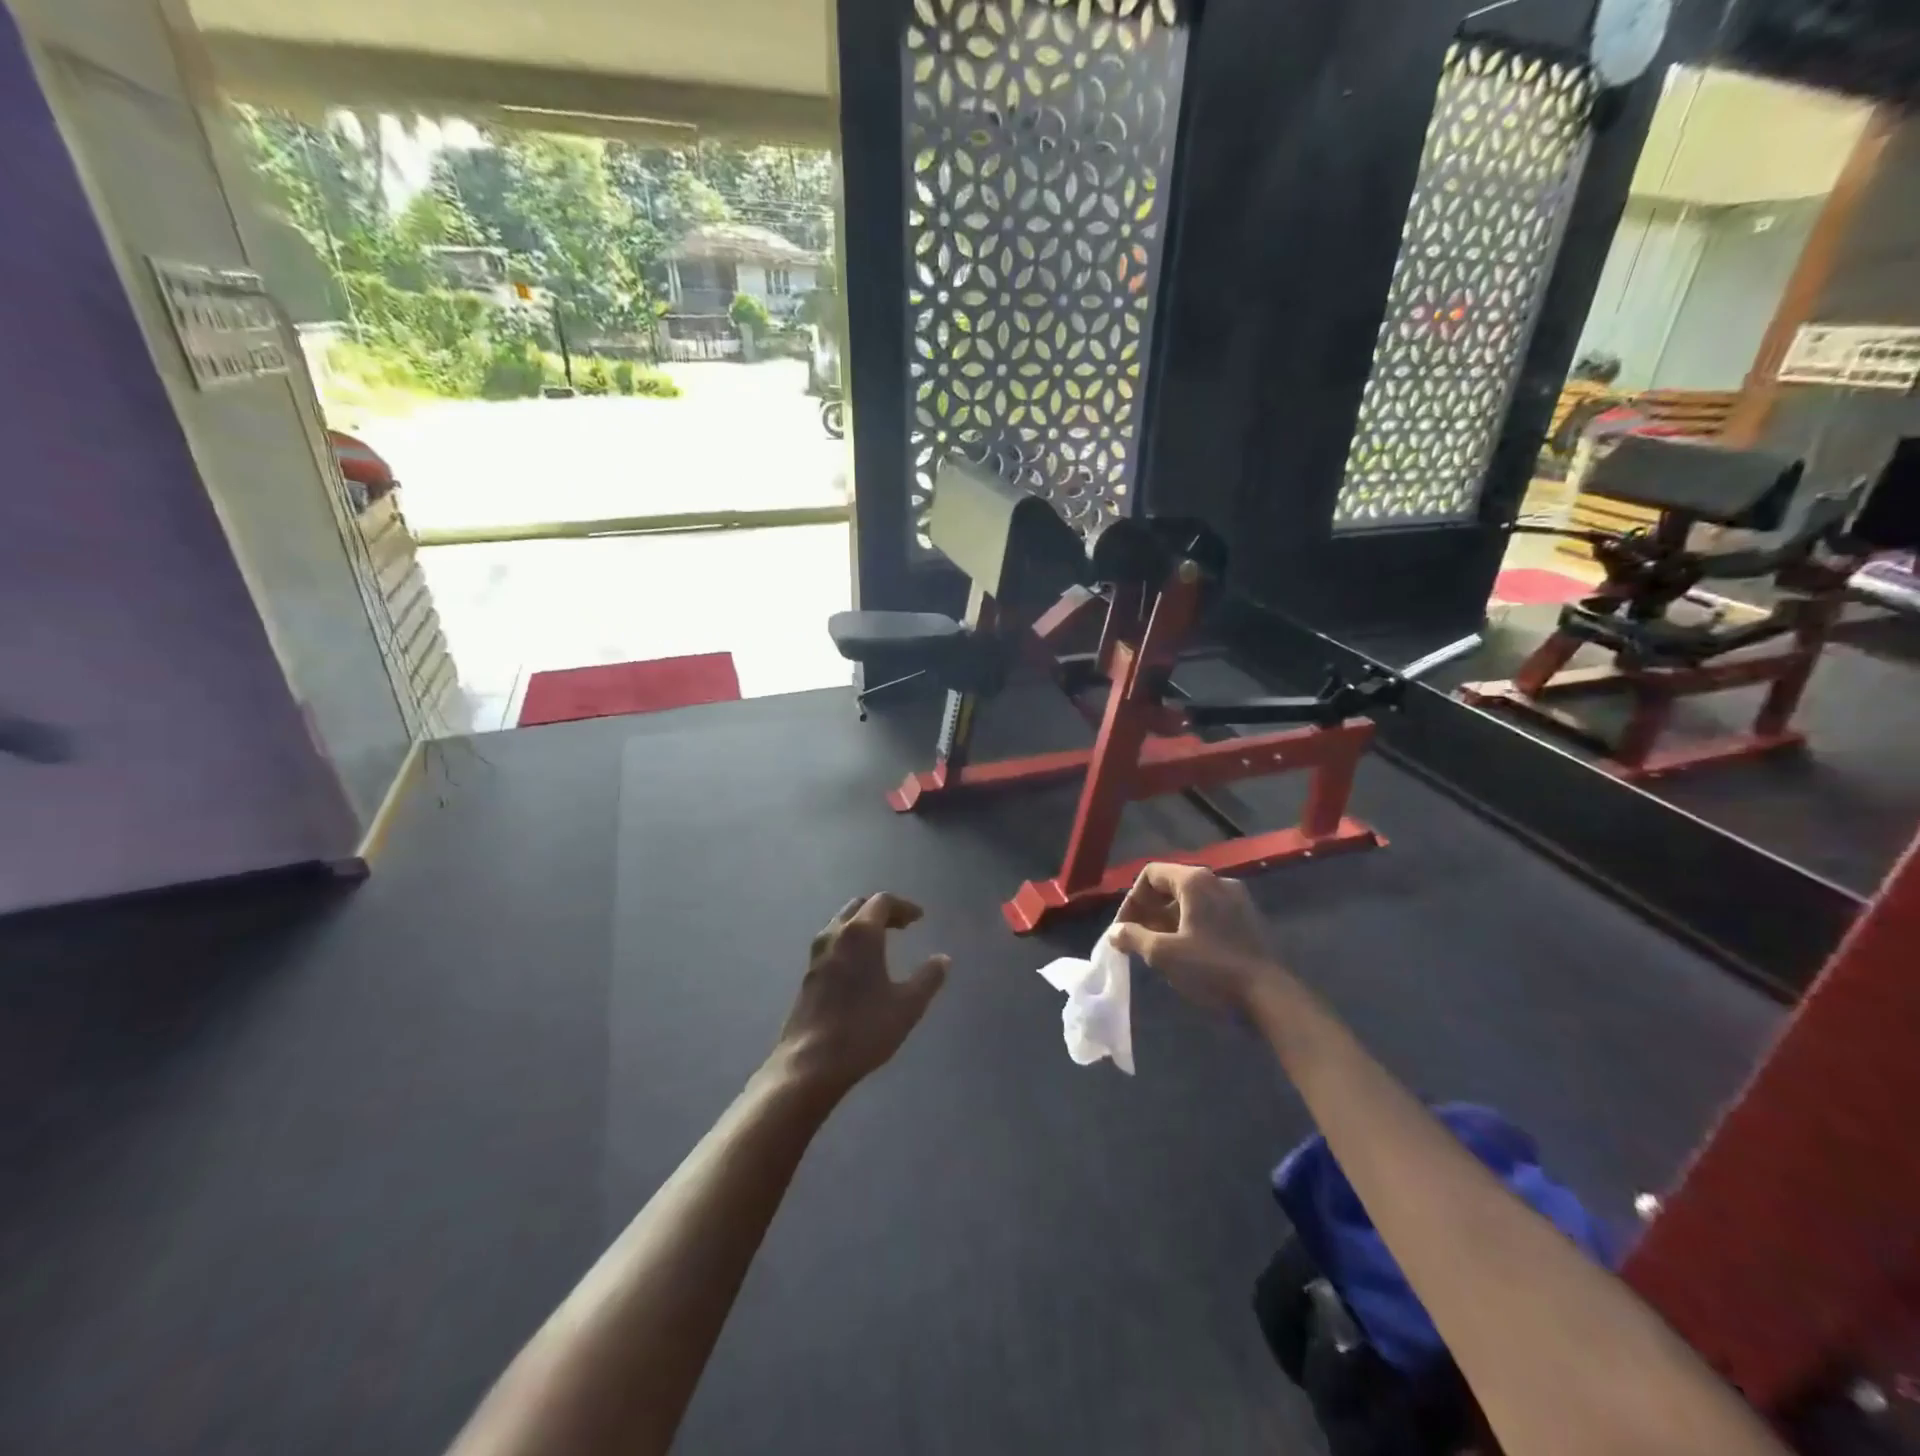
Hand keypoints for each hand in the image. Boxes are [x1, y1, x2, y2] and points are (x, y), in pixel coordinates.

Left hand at [771, 893, 948, 1099]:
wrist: (810, 1063)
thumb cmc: (864, 1029)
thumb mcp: (907, 1005)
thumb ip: (928, 978)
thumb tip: (943, 959)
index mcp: (860, 933)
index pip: (882, 902)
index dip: (903, 906)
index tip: (919, 918)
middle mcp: (835, 935)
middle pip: (858, 907)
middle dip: (882, 911)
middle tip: (902, 925)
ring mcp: (817, 955)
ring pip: (841, 924)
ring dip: (863, 925)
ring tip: (882, 943)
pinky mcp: (808, 975)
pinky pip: (832, 944)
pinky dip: (849, 942)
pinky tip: (860, 967)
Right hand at [1110, 863, 1288, 1013]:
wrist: (1269, 995)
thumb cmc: (1211, 967)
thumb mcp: (1163, 954)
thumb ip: (1133, 937)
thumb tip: (1115, 931)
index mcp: (1195, 881)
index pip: (1151, 874)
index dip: (1131, 899)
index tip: (1123, 928)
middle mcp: (1217, 880)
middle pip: (1171, 885)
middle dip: (1149, 911)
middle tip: (1136, 939)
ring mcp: (1237, 899)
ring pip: (1191, 900)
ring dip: (1168, 920)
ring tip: (1158, 948)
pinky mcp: (1248, 918)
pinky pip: (1210, 912)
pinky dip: (1191, 925)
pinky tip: (1187, 953)